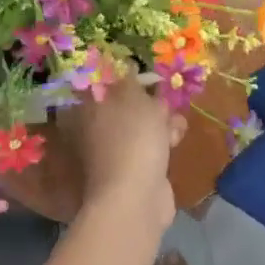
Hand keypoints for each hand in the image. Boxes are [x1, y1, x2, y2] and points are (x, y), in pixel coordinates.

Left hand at [55, 75, 181, 230]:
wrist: (137, 197)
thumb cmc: (131, 139)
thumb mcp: (134, 99)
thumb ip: (131, 81)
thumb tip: (127, 66)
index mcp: (88, 109)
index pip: (104, 83)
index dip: (126, 77)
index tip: (145, 75)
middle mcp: (97, 128)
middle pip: (128, 104)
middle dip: (151, 101)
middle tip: (163, 100)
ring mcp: (116, 150)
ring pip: (143, 124)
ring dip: (163, 121)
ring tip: (173, 124)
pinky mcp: (136, 168)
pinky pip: (152, 145)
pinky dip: (165, 141)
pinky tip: (176, 141)